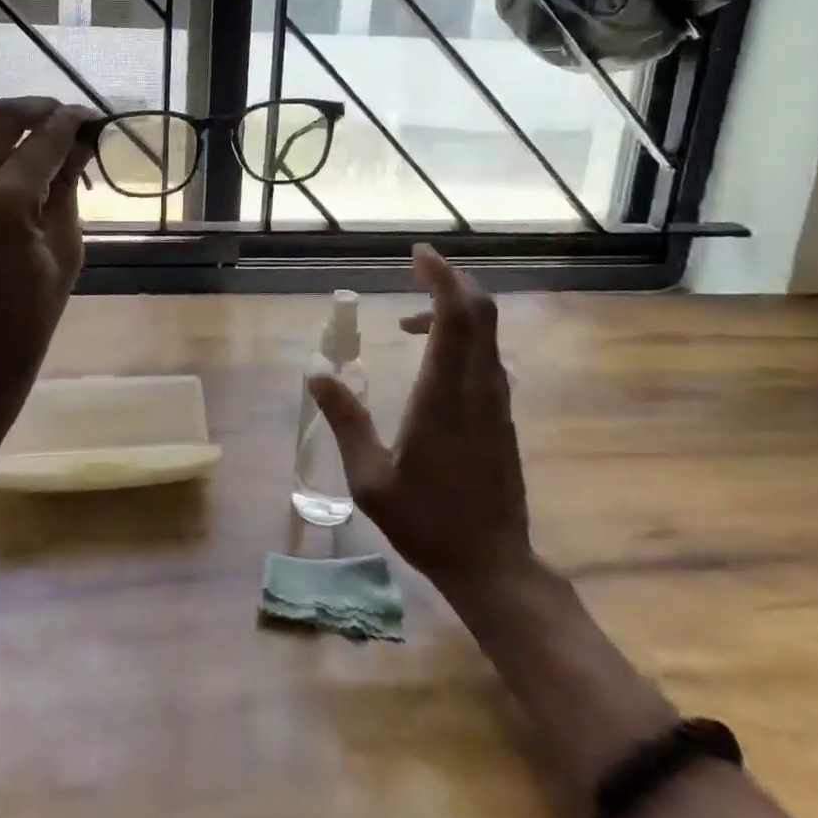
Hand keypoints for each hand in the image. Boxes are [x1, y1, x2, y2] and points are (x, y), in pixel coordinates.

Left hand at [0, 97, 94, 430]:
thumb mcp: (63, 251)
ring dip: (2, 125)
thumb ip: (67, 189)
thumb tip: (81, 145)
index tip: (93, 117)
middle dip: (37, 108)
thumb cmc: (29, 317)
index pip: (44, 139)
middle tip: (64, 117)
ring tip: (31, 139)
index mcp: (4, 204)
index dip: (72, 121)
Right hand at [310, 244, 531, 595]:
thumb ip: (344, 420)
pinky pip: (486, 354)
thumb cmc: (427, 521)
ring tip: (410, 319)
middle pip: (480, 311)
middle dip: (452, 280)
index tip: (418, 254)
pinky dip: (462, 335)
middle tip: (417, 268)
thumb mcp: (370, 479)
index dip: (441, 276)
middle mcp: (478, 386)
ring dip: (455, 308)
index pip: (455, 316)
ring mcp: (496, 399)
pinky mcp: (501, 413)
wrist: (493, 564)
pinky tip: (432, 356)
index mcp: (445, 394)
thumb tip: (316, 372)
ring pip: (486, 332)